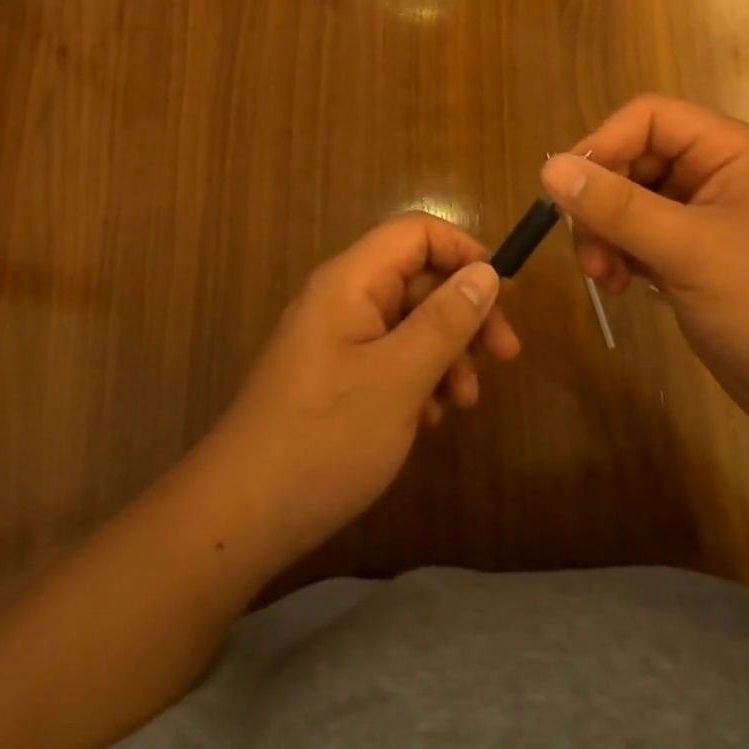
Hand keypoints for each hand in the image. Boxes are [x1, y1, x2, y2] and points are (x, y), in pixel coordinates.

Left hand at [205, 213, 520, 566]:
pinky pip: (390, 357)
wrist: (242, 515)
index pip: (417, 233)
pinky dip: (419, 379)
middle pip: (418, 279)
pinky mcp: (336, 376)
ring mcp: (337, 339)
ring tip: (465, 402)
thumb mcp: (399, 377)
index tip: (504, 294)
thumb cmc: (326, 437)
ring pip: (409, 322)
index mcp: (351, 281)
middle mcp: (342, 298)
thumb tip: (486, 272)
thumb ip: (446, 320)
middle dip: (465, 313)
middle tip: (506, 356)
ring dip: (447, 353)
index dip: (464, 251)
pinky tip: (430, 420)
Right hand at [539, 95, 748, 431]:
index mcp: (728, 151)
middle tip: (587, 247)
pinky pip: (635, 236)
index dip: (604, 143)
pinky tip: (618, 287)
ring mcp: (700, 217)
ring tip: (603, 277)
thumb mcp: (689, 250)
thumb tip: (548, 167)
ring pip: (626, 200)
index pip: (648, 118)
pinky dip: (618, 255)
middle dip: (600, 200)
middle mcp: (713, 174)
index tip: (569, 189)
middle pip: (632, 159)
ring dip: (603, 233)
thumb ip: (617, 207)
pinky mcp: (689, 256)